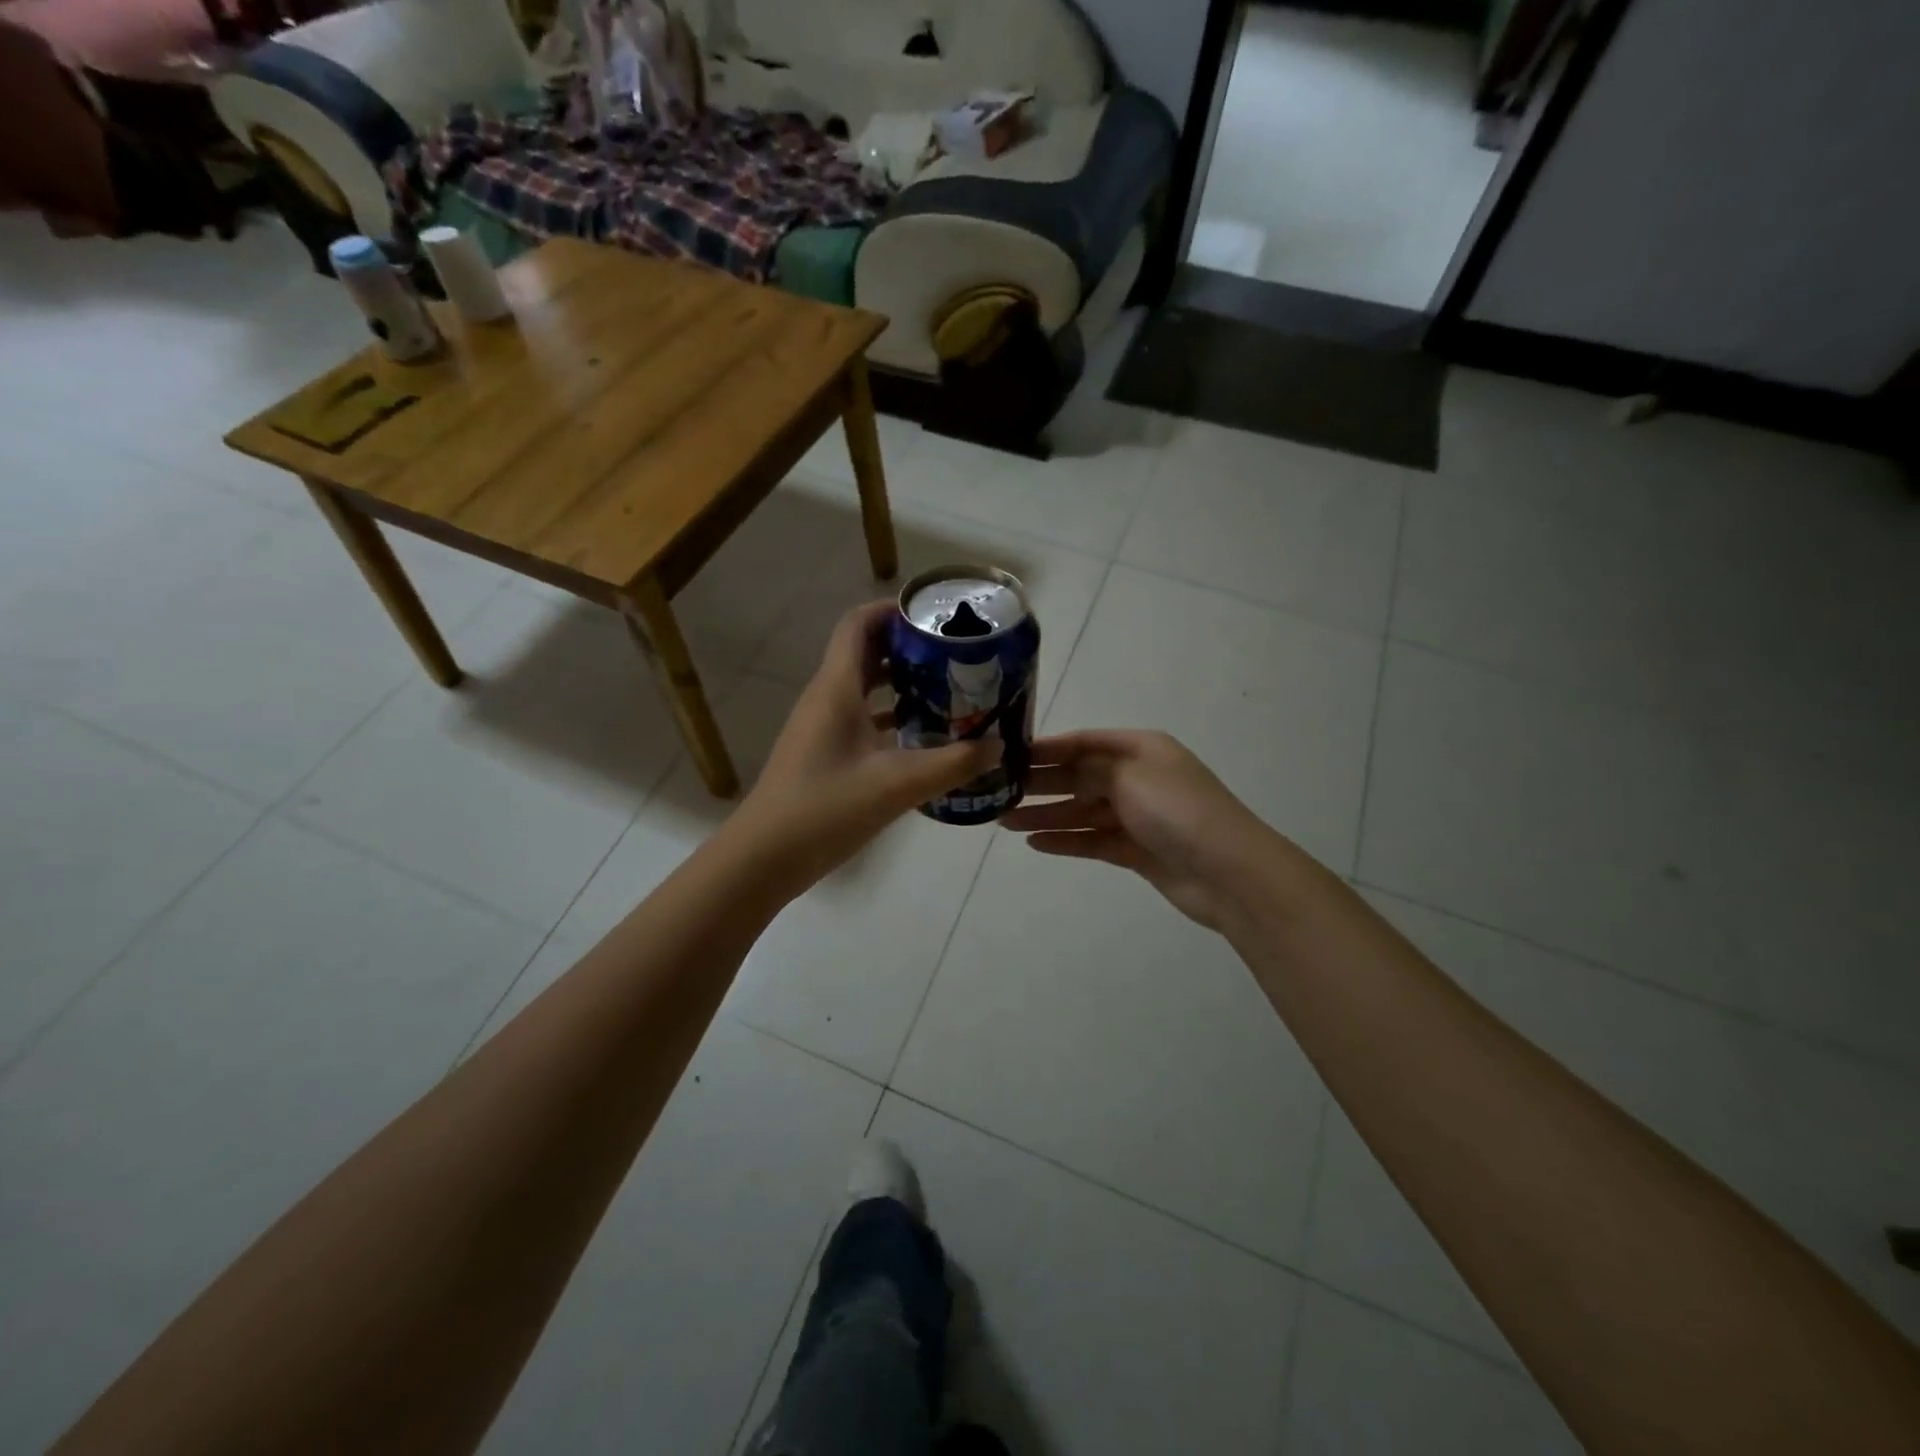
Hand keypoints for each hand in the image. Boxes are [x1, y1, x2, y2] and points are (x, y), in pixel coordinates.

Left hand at [734, 602, 998, 891]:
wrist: (765, 857)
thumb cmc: (825, 809)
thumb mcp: (896, 785)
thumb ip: (952, 764)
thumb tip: (998, 746)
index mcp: (837, 689)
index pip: (859, 624)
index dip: (893, 610)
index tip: (936, 616)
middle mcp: (827, 699)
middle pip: (866, 653)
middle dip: (908, 647)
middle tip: (955, 655)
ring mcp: (822, 728)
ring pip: (864, 688)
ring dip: (902, 684)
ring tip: (948, 691)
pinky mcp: (824, 754)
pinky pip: (861, 719)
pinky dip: (891, 718)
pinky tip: (923, 739)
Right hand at [1000, 730, 1274, 930]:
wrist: (1228, 872)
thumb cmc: (1176, 810)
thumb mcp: (1129, 775)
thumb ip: (1090, 769)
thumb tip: (1066, 770)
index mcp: (1140, 749)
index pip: (1085, 742)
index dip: (1048, 748)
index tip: (1010, 755)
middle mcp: (1138, 778)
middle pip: (1080, 777)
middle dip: (1042, 784)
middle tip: (999, 791)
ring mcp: (1138, 816)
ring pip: (1083, 811)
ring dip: (1046, 815)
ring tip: (1006, 821)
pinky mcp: (1137, 850)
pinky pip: (1093, 840)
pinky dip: (1066, 840)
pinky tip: (1035, 843)